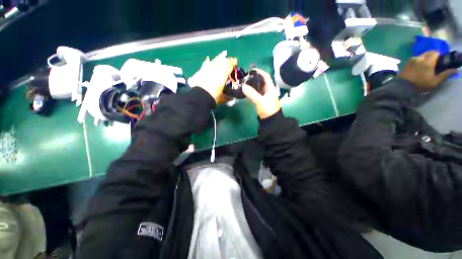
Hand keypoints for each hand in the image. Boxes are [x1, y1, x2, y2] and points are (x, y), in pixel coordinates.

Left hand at [190, 51, 236, 102]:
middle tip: (228, 59)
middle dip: (226, 59)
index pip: (229, 65)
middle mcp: (215, 69)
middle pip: (221, 60)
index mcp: (222, 74)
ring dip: (218, 58)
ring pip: (213, 61)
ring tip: (220, 57)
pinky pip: (205, 64)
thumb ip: (227, 97)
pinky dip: (207, 62)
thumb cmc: (213, 96)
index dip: (232, 62)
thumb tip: (230, 98)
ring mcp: (207, 69)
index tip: (235, 61)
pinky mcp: (200, 72)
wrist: (200, 97)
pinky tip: (208, 60)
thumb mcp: (222, 97)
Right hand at [242, 68, 280, 118]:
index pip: (266, 76)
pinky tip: (247, 92)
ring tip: (245, 83)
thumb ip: (251, 93)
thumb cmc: (267, 109)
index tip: (251, 70)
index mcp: (270, 88)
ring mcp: (265, 96)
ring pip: (259, 88)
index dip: (260, 71)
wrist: (271, 120)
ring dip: (253, 85)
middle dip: (254, 78)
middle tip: (246, 77)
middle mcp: (268, 90)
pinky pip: (257, 93)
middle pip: (262, 81)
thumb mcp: (259, 101)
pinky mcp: (262, 101)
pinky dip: (252, 91)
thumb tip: (243, 86)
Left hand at [398, 51, 457, 89]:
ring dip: (425, 57)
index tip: (440, 60)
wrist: (403, 87)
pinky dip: (418, 59)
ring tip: (426, 64)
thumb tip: (456, 70)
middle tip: (434, 62)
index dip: (439, 55)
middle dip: (433, 55)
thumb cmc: (421, 84)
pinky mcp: (406, 63)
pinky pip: (415, 58)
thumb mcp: (435, 81)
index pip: (436, 52)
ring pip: (421, 55)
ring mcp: (412, 59)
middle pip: (428, 52)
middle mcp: (420, 58)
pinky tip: (419, 66)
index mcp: (428, 61)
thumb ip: (445, 74)